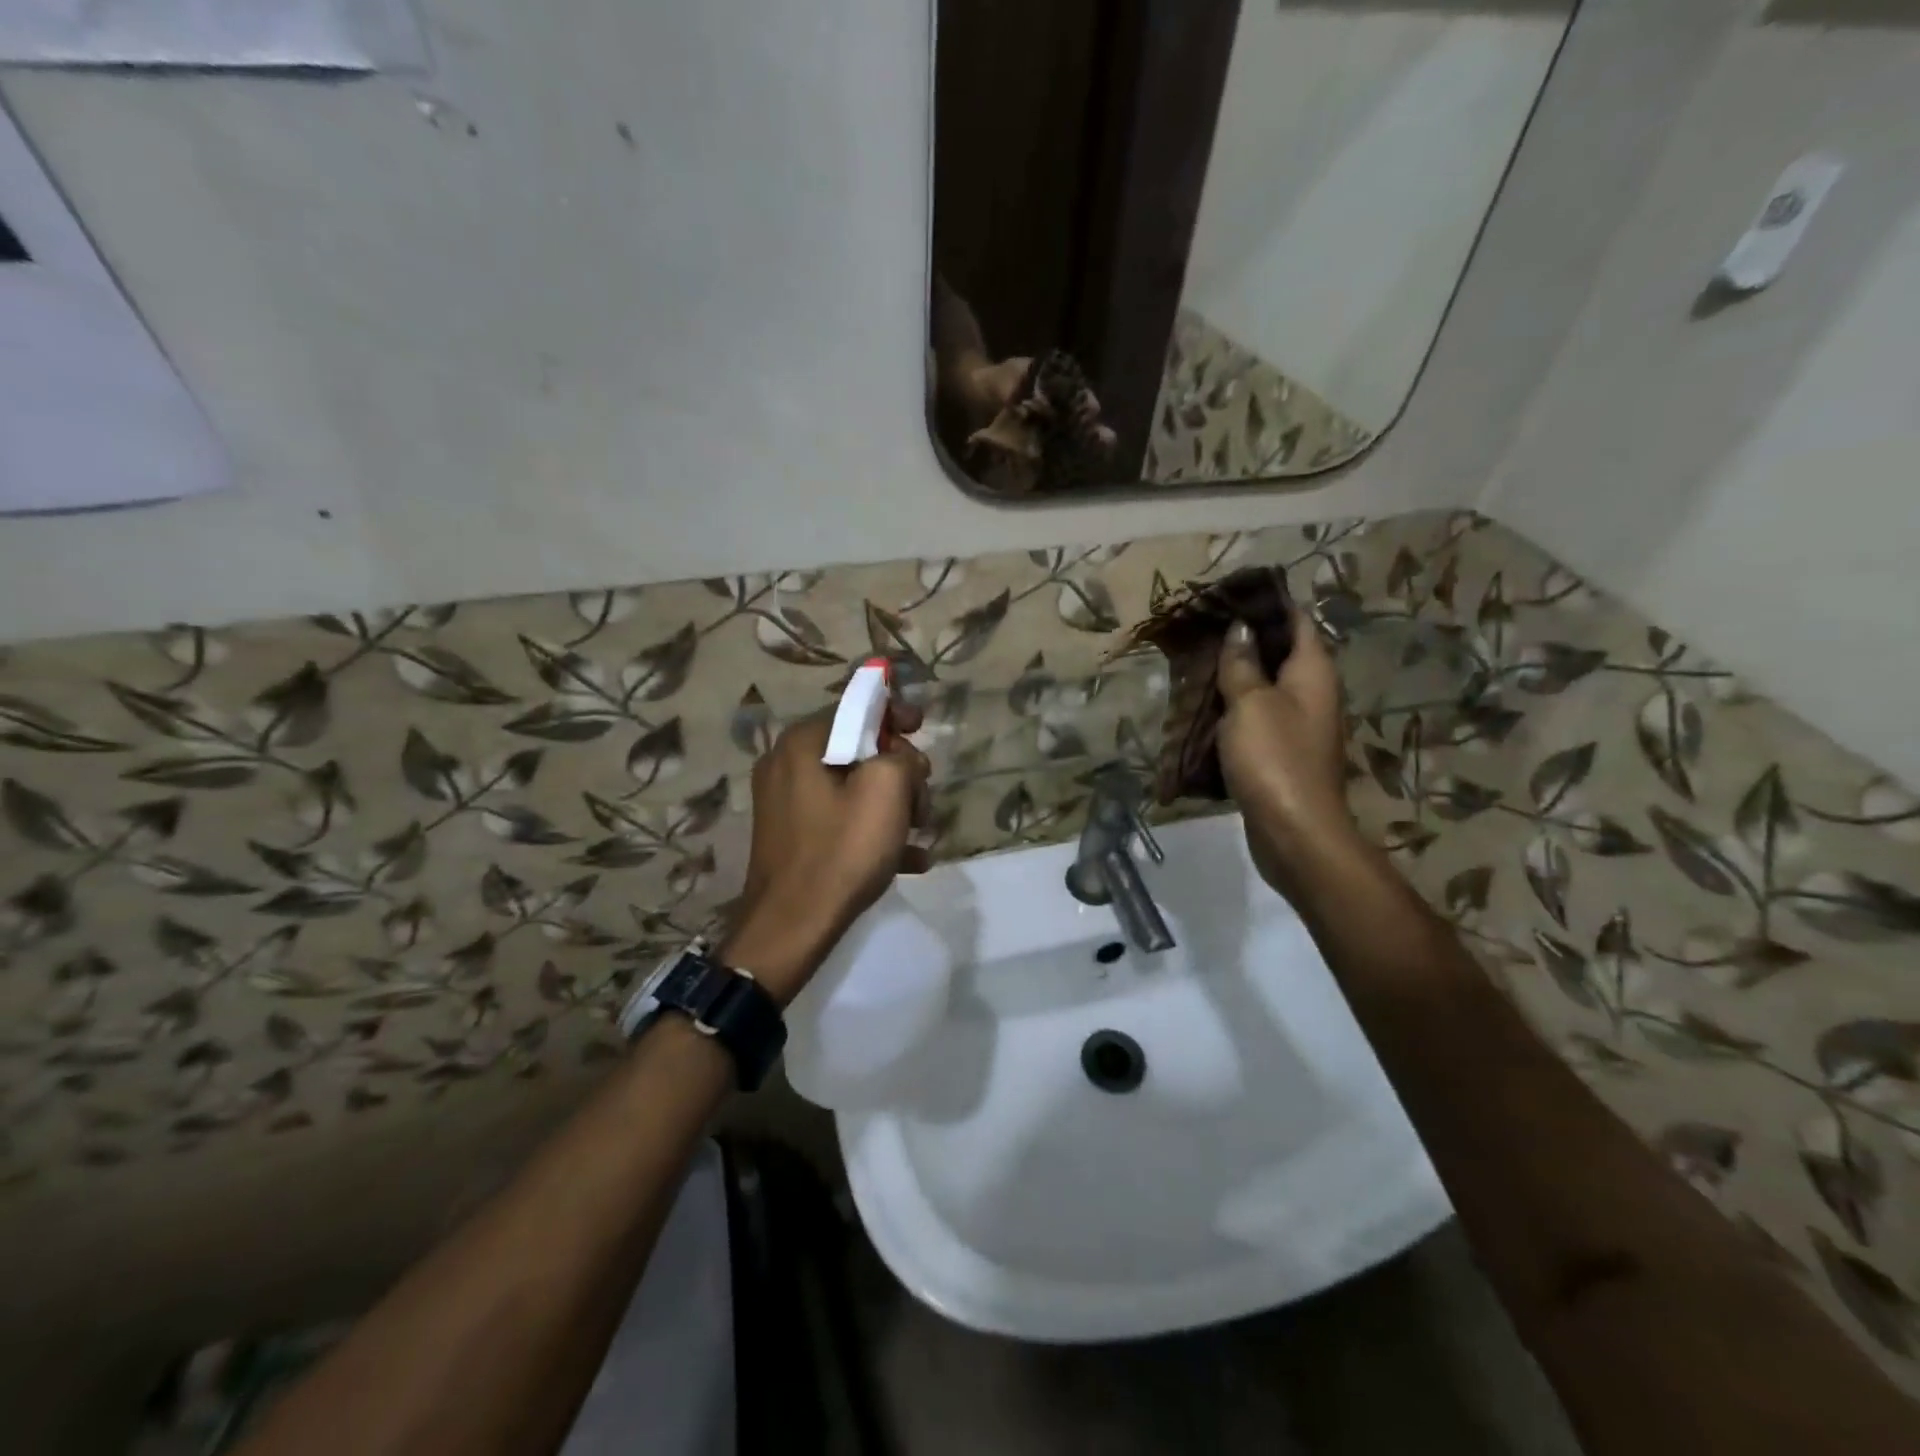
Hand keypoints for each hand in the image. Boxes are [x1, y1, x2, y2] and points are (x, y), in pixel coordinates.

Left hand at [722, 707, 931, 1005]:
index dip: (894, 712)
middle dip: (899, 770)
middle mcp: (787, 764)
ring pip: (854, 786)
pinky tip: (910, 858)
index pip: (855, 707)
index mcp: (803, 743)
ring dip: (893, 803)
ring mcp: (786, 802)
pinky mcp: (793, 835)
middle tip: (922, 799)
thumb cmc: (841, 850)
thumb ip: (902, 756)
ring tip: (920, 833)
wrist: (791, 926)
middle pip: (858, 748)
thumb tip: (903, 759)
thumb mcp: (886, 790)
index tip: (922, 727)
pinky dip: (873, 829)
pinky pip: (841, 818)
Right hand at [1216, 610, 1355, 891]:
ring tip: (1194, 662)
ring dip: (1235, 675)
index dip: (1266, 604)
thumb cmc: (1274, 759)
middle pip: (1280, 653)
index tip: (1228, 594)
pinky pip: (1256, 718)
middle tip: (1200, 627)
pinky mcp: (1281, 753)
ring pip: (1265, 687)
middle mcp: (1312, 693)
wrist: (1294, 832)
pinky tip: (1204, 706)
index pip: (1297, 621)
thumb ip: (1243, 665)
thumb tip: (1240, 629)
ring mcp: (1298, 726)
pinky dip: (1234, 708)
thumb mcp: (1251, 703)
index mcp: (1313, 672)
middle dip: (1244, 640)